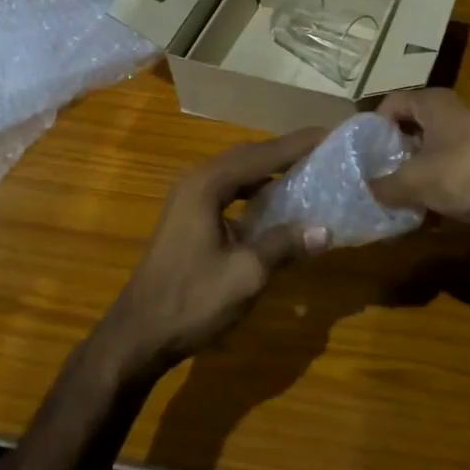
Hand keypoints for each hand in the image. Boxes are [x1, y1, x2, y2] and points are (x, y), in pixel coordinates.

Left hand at [101, 129, 330, 377]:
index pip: (261, 154)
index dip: (297, 145)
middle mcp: (196, 181)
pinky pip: (228, 190)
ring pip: (236, 172)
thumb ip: (284, 244)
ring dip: (270, 170)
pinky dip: (254, 189)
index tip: (330, 135)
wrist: (140, 333)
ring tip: (306, 171)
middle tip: (323, 151)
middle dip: (285, 152)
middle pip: (247, 156)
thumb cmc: (193, 300)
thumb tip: (325, 230)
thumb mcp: (246, 273)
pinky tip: (274, 204)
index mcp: (207, 185)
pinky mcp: (187, 217)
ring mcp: (188, 199)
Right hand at [369, 89, 469, 225]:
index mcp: (433, 103)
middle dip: (388, 159)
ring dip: (409, 184)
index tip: (356, 154)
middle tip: (367, 183)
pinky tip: (416, 221)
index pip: (390, 104)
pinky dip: (431, 199)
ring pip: (427, 162)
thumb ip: (384, 185)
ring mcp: (468, 147)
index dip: (371, 127)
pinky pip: (446, 183)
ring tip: (386, 206)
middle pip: (408, 134)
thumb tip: (366, 190)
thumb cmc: (465, 172)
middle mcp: (451, 118)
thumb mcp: (414, 180)